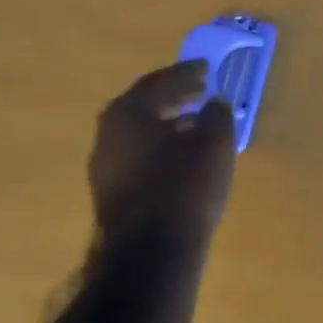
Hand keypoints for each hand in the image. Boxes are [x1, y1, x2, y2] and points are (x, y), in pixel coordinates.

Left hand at [88, 60, 236, 258]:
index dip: (185, 73)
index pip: (158, 81)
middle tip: (200, 90)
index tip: (206, 69)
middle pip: (143, 105)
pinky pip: (139, 155)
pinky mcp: (111, 193)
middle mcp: (108, 135)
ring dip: (167, 121)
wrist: (151, 254)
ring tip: (196, 121)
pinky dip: (161, 145)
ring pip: (139, 132)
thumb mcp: (214, 142)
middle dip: (173, 95)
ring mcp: (105, 167)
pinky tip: (183, 154)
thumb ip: (217, 114)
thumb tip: (214, 102)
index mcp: (128, 113)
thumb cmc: (184, 186)